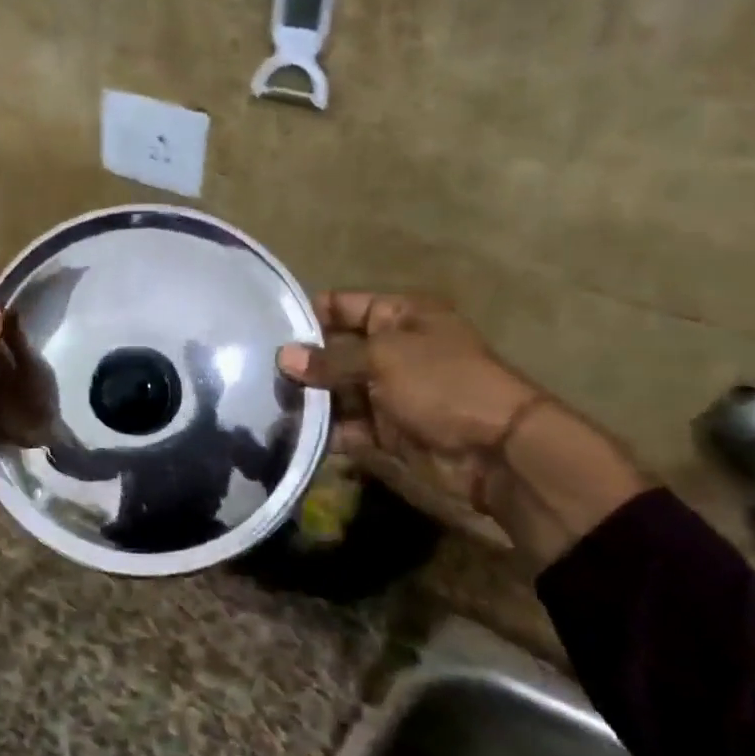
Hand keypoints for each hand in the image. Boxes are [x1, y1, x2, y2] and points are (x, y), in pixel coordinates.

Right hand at [277, 293, 539, 505]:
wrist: (496, 449)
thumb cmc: (442, 383)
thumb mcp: (383, 358)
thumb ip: (331, 359)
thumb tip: (283, 358)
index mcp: (401, 317)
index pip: (345, 305)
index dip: (311, 313)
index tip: (269, 327)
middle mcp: (393, 350)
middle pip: (336, 350)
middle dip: (302, 362)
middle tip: (258, 371)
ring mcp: (390, 392)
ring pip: (338, 391)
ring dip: (310, 399)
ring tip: (267, 403)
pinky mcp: (387, 430)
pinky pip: (348, 426)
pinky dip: (326, 431)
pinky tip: (292, 433)